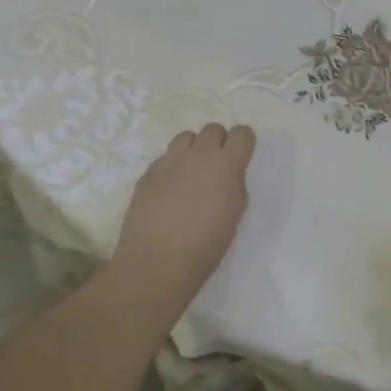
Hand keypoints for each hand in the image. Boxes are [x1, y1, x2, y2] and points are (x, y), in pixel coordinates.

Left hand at [113, 124, 254, 301]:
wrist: (157, 262)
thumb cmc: (205, 245)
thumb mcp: (235, 214)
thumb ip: (234, 184)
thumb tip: (227, 174)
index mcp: (225, 164)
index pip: (242, 133)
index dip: (243, 143)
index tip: (241, 157)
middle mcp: (197, 154)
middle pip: (213, 128)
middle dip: (218, 143)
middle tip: (216, 167)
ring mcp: (169, 161)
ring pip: (186, 137)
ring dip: (193, 149)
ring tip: (191, 174)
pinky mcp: (148, 172)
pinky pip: (165, 157)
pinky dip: (172, 167)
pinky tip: (169, 190)